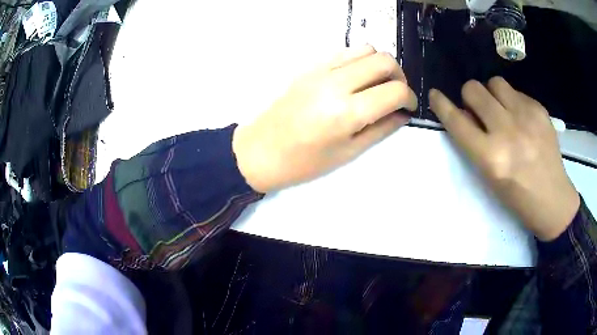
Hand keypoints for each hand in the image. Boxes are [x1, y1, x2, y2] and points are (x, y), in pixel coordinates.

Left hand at [233, 45, 416, 192]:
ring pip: (365, 49)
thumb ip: (382, 129)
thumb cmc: (305, 162)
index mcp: (347, 112)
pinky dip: (359, 60)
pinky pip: (344, 52)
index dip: (409, 97)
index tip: (408, 106)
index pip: (395, 90)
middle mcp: (336, 83)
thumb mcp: (349, 152)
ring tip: (377, 84)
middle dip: (399, 75)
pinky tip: (356, 78)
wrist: (261, 150)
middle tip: (396, 93)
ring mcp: (321, 70)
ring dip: (379, 64)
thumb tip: (403, 114)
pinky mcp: (310, 66)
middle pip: (384, 60)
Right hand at [429, 77, 579, 240]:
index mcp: (491, 157)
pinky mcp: (539, 110)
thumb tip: (467, 113)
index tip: (435, 95)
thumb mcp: (490, 176)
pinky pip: (516, 91)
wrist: (552, 199)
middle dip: (470, 96)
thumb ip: (475, 143)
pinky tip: (522, 118)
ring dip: (492, 93)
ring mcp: (526, 117)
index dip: (441, 104)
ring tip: (501, 109)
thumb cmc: (517, 196)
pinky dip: (512, 101)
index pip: (457, 121)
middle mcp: (507, 132)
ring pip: (495, 82)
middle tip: (479, 110)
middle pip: (474, 89)